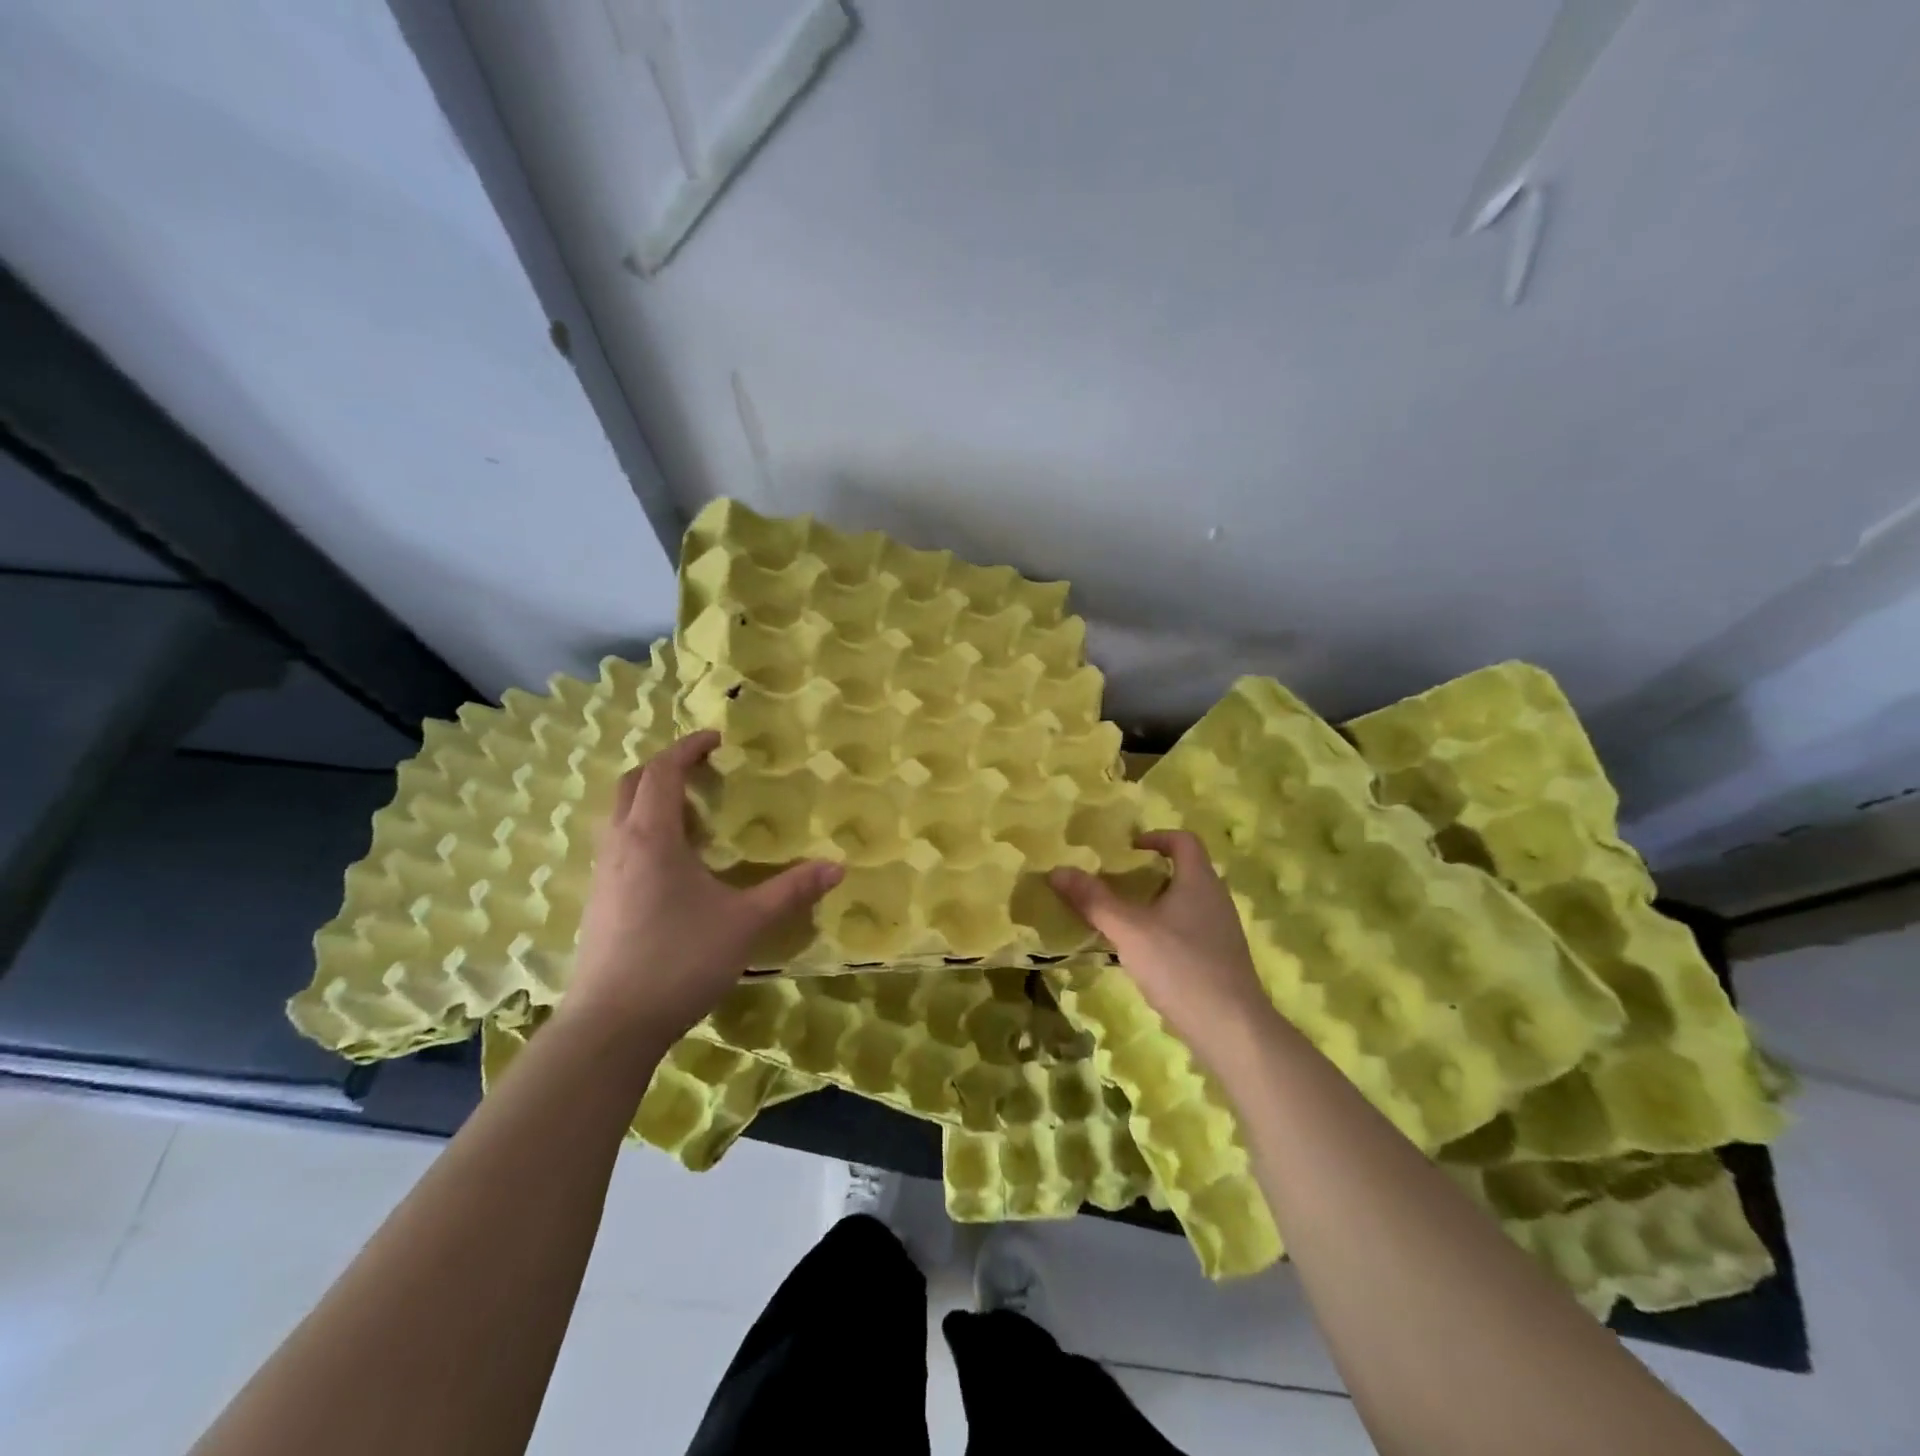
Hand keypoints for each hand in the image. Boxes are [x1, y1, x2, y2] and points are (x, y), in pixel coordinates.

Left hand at [562, 731, 841, 1046]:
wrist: (611, 1025)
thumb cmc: (679, 960)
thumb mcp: (745, 923)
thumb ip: (790, 890)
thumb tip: (836, 867)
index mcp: (651, 837)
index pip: (661, 772)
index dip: (687, 748)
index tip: (716, 739)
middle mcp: (620, 846)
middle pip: (630, 784)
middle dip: (662, 766)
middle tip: (700, 769)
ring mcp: (602, 875)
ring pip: (618, 815)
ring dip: (648, 798)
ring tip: (689, 811)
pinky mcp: (598, 902)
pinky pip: (617, 845)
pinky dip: (641, 830)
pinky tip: (671, 863)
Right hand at [1050, 831, 1274, 1061]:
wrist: (1231, 1029)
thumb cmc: (1180, 966)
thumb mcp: (1129, 930)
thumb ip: (1093, 900)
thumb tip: (1057, 871)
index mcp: (1199, 881)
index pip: (1183, 840)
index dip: (1156, 837)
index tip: (1128, 849)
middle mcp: (1215, 899)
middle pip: (1184, 871)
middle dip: (1148, 873)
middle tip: (1115, 883)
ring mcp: (1221, 931)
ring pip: (1185, 903)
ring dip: (1154, 904)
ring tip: (1122, 918)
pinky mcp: (1220, 959)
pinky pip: (1189, 930)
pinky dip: (1164, 931)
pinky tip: (1143, 954)